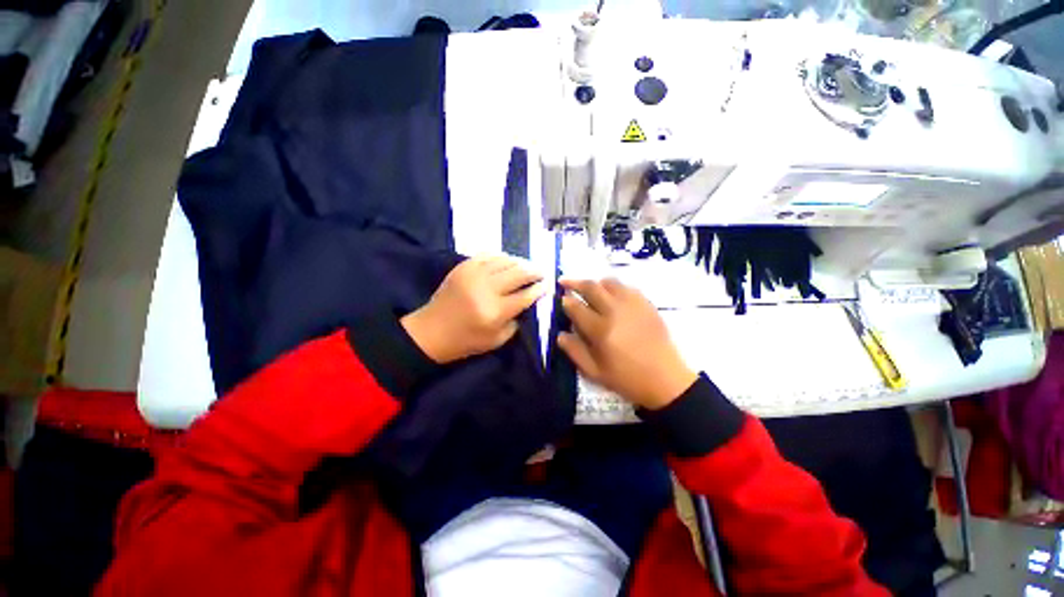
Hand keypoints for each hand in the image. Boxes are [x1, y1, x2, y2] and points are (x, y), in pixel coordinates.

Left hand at [401, 255, 545, 363]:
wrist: (431, 331)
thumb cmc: (466, 341)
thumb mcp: (497, 340)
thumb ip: (516, 321)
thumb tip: (528, 302)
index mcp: (495, 311)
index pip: (525, 295)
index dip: (540, 288)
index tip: (548, 284)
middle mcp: (486, 289)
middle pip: (519, 273)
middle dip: (535, 271)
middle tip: (542, 272)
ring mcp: (474, 274)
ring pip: (506, 261)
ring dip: (520, 263)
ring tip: (527, 267)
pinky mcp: (464, 267)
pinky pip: (489, 255)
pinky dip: (502, 257)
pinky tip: (508, 261)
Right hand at [558, 278, 696, 409]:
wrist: (665, 379)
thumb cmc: (627, 378)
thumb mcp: (595, 372)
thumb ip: (574, 351)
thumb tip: (560, 334)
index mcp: (600, 330)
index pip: (576, 307)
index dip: (566, 302)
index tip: (561, 300)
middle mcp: (615, 311)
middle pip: (591, 287)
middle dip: (575, 283)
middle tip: (565, 283)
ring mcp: (633, 304)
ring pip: (609, 282)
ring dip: (595, 283)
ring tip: (589, 289)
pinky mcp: (646, 304)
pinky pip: (627, 286)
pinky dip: (614, 287)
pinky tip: (612, 295)